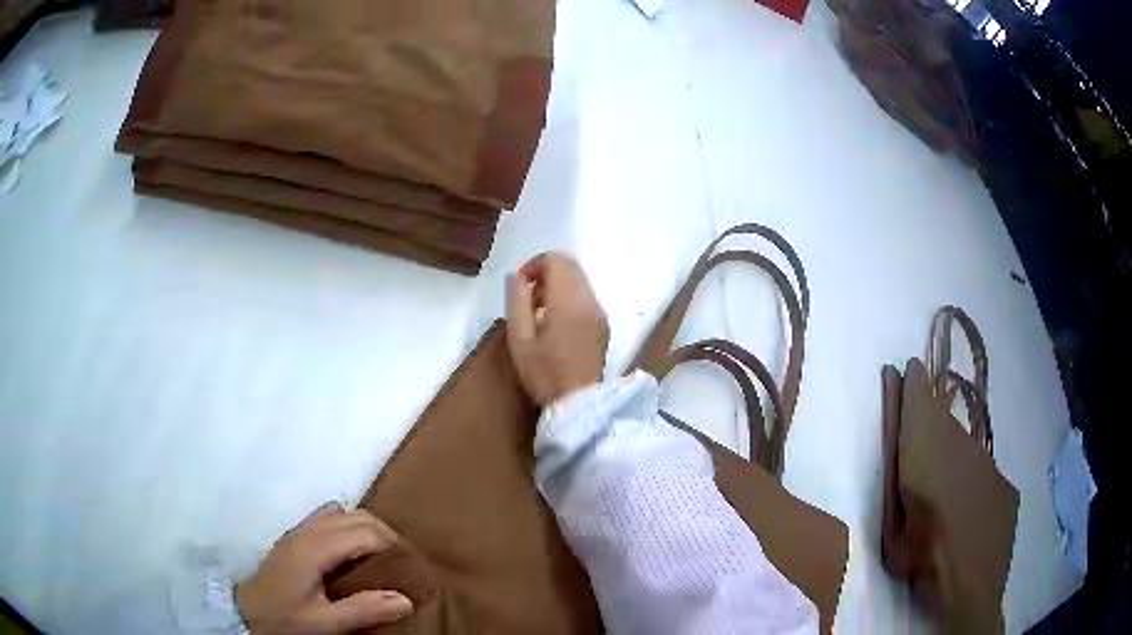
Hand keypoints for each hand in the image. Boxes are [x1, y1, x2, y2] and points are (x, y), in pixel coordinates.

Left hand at [235, 503, 412, 634]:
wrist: (246, 613)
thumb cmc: (285, 619)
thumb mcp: (324, 623)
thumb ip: (362, 609)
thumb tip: (405, 599)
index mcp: (315, 548)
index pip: (366, 532)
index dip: (394, 546)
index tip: (413, 568)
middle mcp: (308, 531)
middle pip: (357, 516)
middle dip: (386, 534)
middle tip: (403, 564)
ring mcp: (299, 530)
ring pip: (343, 512)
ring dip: (367, 527)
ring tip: (382, 557)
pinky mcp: (294, 536)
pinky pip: (329, 517)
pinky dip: (349, 526)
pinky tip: (352, 552)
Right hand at [506, 252, 608, 405]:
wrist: (580, 404)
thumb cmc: (545, 373)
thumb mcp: (520, 339)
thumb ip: (517, 301)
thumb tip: (517, 277)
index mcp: (569, 301)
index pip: (556, 260)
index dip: (535, 264)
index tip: (521, 285)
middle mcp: (590, 300)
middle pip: (570, 266)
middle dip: (546, 272)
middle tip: (528, 297)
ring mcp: (600, 312)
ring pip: (579, 280)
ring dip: (557, 285)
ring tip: (539, 312)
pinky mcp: (603, 324)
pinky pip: (585, 296)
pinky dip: (569, 297)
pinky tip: (555, 322)